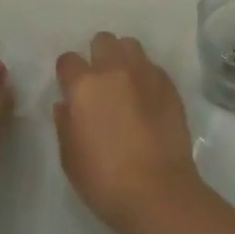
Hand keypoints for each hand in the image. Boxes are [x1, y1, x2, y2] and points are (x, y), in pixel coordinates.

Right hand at [53, 33, 203, 233]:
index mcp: (85, 86)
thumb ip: (65, 123)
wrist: (158, 192)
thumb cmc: (104, 180)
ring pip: (131, 46)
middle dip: (98, 55)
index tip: (70, 88)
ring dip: (124, 58)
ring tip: (125, 83)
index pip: (68, 60)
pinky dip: (146, 77)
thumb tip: (66, 105)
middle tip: (100, 82)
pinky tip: (146, 99)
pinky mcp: (170, 87)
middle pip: (103, 41)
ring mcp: (146, 75)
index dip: (67, 73)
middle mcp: (115, 70)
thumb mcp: (70, 157)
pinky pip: (153, 68)